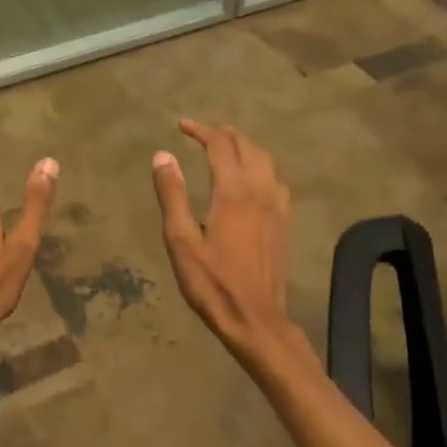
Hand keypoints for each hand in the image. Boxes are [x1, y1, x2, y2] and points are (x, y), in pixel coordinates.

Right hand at [152, 121, 301, 364]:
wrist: (256, 319)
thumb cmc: (212, 282)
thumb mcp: (181, 240)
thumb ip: (172, 194)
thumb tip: (163, 155)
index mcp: (233, 191)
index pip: (220, 145)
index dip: (201, 130)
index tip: (181, 126)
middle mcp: (260, 190)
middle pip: (246, 146)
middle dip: (224, 133)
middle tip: (201, 132)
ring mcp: (277, 206)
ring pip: (265, 160)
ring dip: (244, 146)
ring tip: (224, 147)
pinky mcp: (284, 222)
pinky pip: (275, 179)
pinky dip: (259, 165)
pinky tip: (251, 179)